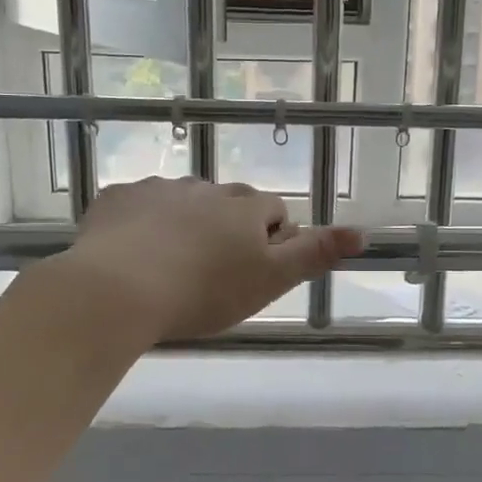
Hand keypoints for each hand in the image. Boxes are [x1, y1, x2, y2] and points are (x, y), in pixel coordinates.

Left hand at [67, 177, 364, 342]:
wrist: (117, 290)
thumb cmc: (203, 292)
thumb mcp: (269, 281)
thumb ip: (314, 254)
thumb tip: (363, 233)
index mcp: (244, 208)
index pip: (273, 211)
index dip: (270, 240)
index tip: (253, 272)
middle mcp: (205, 188)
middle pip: (229, 204)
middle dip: (228, 229)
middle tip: (212, 274)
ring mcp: (158, 189)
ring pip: (184, 202)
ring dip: (186, 225)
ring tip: (170, 267)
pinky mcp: (118, 198)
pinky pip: (139, 205)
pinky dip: (142, 223)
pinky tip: (132, 254)